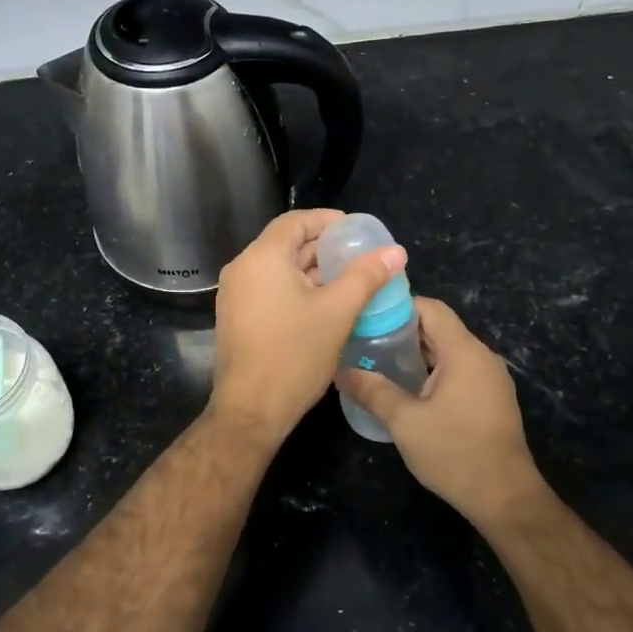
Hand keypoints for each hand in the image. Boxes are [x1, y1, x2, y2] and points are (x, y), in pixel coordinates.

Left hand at [209, 210, 406, 445]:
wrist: (251, 410)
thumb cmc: (294, 356)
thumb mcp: (338, 312)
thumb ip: (366, 276)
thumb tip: (396, 251)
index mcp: (262, 258)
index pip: (296, 221)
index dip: (328, 221)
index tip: (358, 231)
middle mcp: (242, 269)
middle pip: (287, 244)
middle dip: (324, 248)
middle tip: (361, 258)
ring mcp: (235, 295)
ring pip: (279, 269)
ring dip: (313, 271)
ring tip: (350, 281)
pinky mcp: (238, 317)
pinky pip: (270, 289)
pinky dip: (297, 289)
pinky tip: (325, 305)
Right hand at [339, 297, 546, 524]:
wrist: (505, 498)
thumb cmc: (454, 453)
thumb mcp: (405, 422)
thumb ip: (372, 391)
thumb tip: (341, 371)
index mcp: (464, 352)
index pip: (431, 308)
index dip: (399, 306)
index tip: (368, 317)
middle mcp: (482, 356)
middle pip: (439, 327)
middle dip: (402, 331)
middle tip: (365, 341)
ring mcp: (491, 378)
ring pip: (449, 350)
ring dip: (417, 353)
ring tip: (380, 364)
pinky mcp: (493, 397)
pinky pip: (459, 369)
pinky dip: (433, 370)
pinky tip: (409, 389)